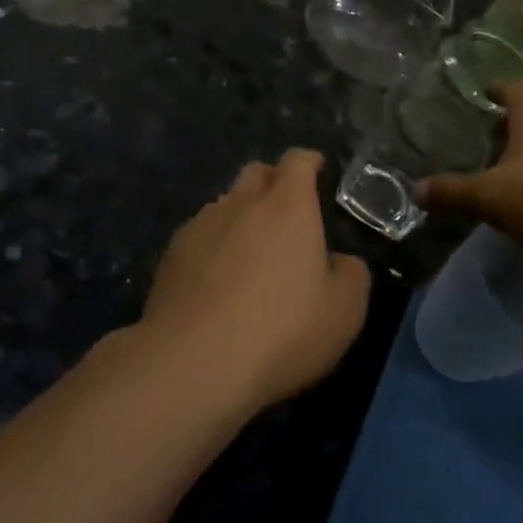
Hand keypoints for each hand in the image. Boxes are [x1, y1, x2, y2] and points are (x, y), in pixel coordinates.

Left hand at [138, 149, 370, 413]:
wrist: (194, 361)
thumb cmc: (281, 332)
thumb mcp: (343, 313)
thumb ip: (351, 276)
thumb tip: (341, 261)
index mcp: (287, 206)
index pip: (297, 162)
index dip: (309, 161)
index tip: (317, 168)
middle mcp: (241, 202)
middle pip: (256, 173)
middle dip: (273, 181)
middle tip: (286, 211)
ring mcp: (200, 225)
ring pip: (225, 204)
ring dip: (241, 216)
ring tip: (250, 252)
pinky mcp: (171, 253)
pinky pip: (200, 235)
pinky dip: (213, 245)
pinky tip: (216, 279)